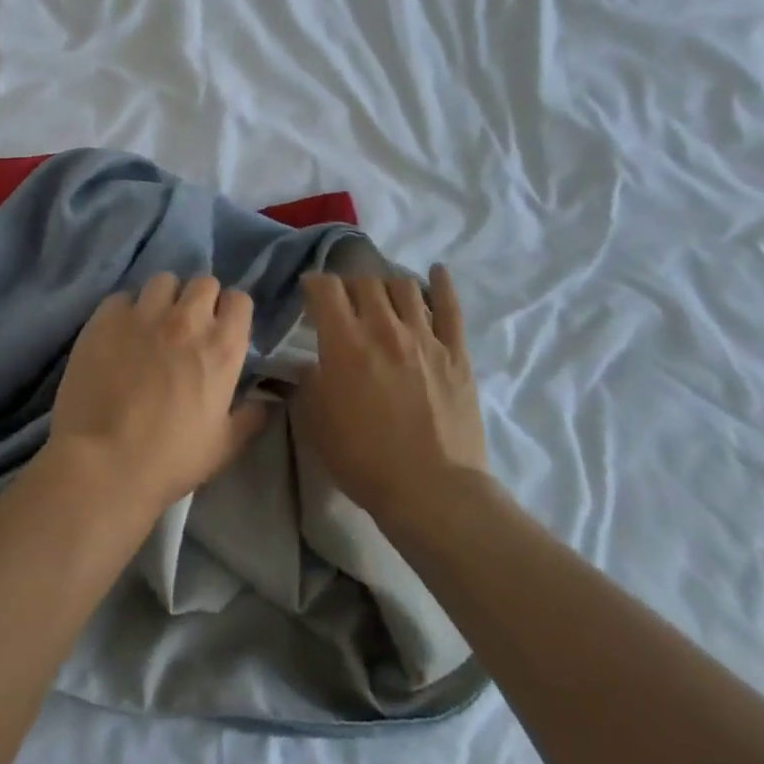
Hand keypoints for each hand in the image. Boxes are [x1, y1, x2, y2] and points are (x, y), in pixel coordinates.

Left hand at [47, 273, 266, 517]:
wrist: (104, 463)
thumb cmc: (171, 459)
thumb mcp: (224, 446)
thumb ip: (250, 417)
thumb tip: (266, 401)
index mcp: (222, 348)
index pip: (239, 300)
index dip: (231, 311)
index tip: (222, 328)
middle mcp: (187, 320)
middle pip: (203, 282)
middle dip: (200, 299)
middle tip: (188, 327)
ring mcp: (144, 314)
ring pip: (163, 281)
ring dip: (164, 298)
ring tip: (152, 323)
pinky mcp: (106, 318)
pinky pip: (122, 297)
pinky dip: (125, 310)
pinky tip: (119, 334)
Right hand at [293, 265, 489, 529]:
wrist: (431, 491)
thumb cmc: (364, 460)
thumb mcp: (316, 423)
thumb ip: (307, 384)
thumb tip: (307, 364)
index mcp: (345, 342)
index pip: (325, 289)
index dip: (313, 284)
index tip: (309, 294)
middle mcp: (384, 328)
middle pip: (364, 281)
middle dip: (348, 285)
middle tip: (344, 302)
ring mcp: (425, 338)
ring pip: (404, 287)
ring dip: (386, 285)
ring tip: (382, 298)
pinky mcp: (456, 353)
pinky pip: (451, 307)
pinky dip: (442, 285)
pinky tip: (437, 272)